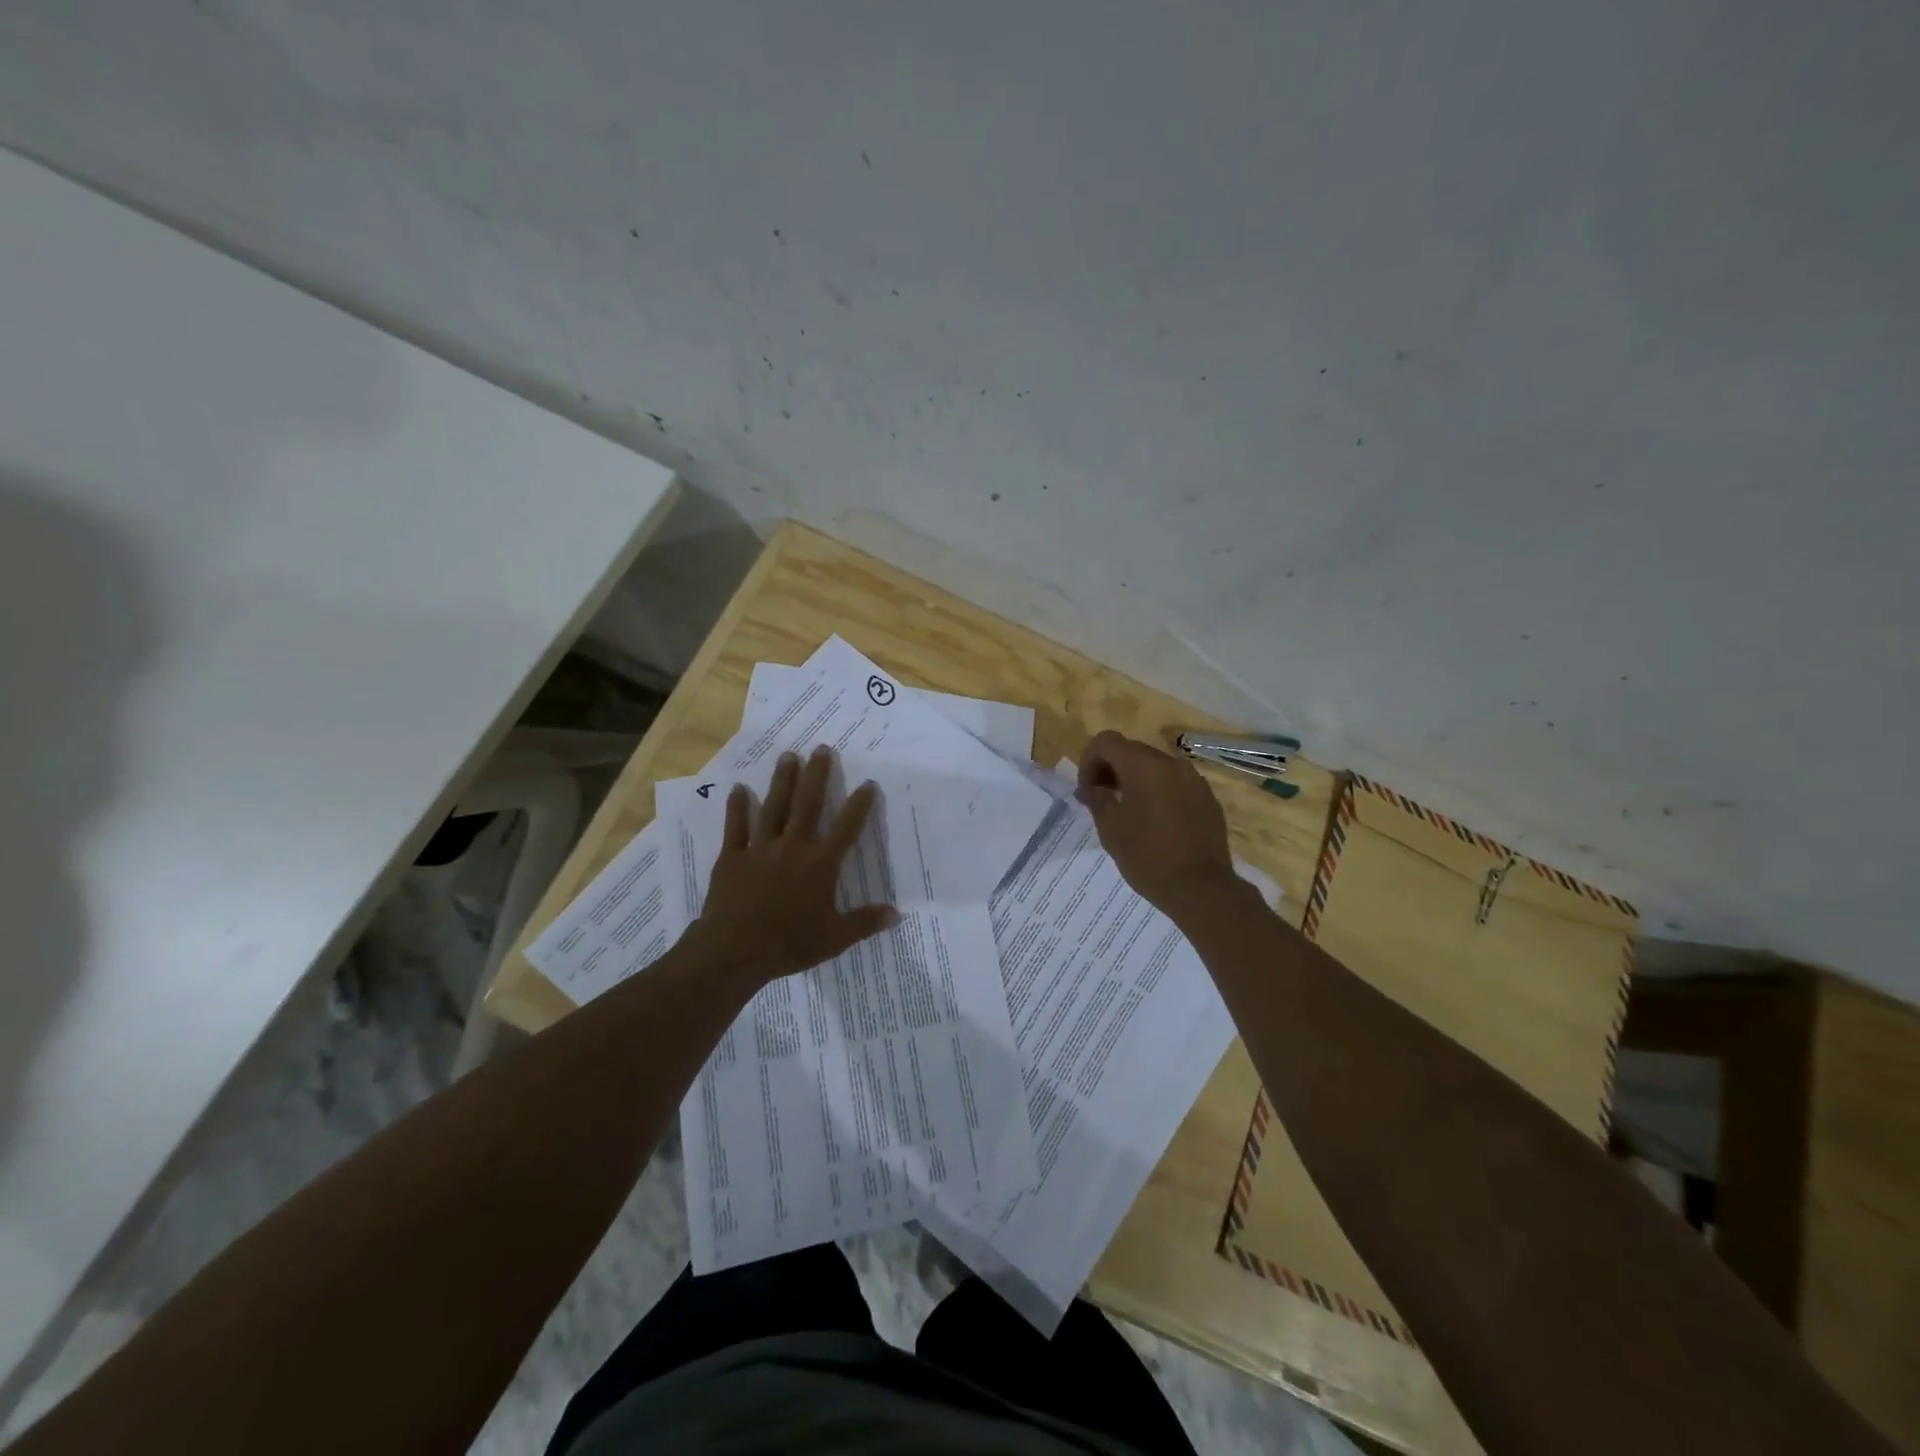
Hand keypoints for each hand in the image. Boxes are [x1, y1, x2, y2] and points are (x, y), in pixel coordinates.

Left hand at [693, 746, 898, 984]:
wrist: (733, 952)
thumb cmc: (788, 945)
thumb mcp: (834, 938)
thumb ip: (865, 922)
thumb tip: (897, 914)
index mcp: (820, 864)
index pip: (847, 827)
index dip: (860, 805)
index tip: (868, 783)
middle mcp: (793, 847)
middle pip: (808, 804)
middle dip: (816, 775)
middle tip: (821, 748)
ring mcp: (760, 849)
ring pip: (774, 807)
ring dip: (782, 780)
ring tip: (788, 755)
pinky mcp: (733, 857)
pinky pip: (736, 827)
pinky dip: (738, 807)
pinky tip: (739, 788)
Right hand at [1076, 730, 1238, 914]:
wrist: (1200, 888)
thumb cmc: (1147, 856)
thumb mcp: (1110, 828)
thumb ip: (1097, 799)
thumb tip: (1090, 788)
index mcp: (1144, 765)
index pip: (1107, 741)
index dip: (1089, 760)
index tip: (1087, 790)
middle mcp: (1171, 763)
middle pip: (1132, 751)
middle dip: (1111, 769)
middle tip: (1102, 799)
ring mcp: (1194, 780)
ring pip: (1156, 767)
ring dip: (1136, 780)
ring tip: (1128, 811)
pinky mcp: (1208, 798)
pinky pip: (1176, 784)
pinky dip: (1159, 792)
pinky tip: (1155, 821)